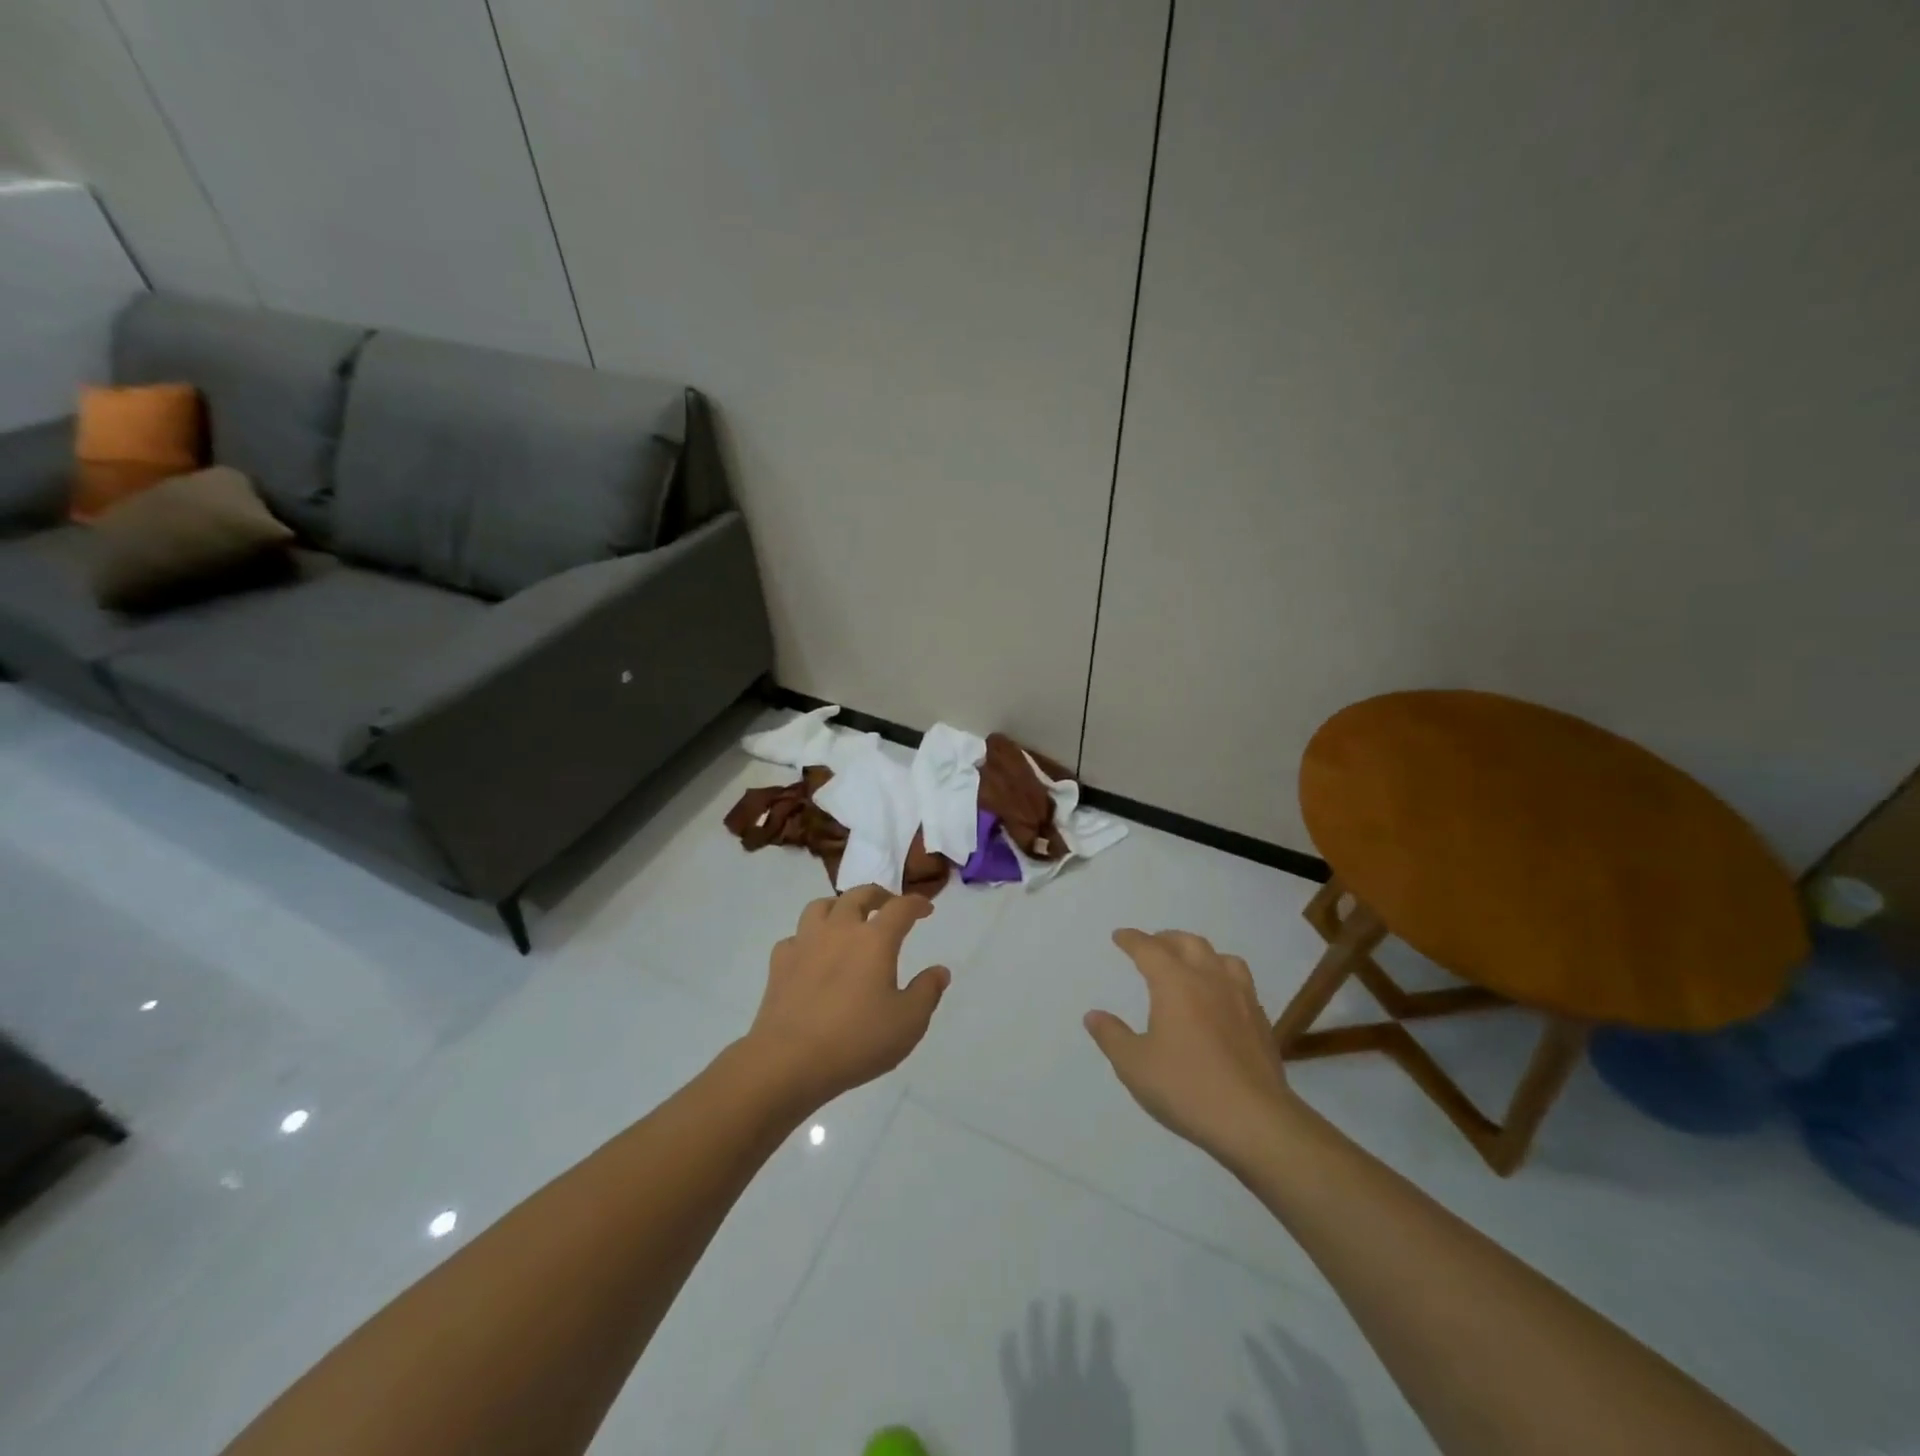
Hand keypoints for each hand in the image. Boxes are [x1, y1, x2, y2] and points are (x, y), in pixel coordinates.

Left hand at [746, 886, 950, 1109]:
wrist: (789, 1060)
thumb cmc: (857, 1040)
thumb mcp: (908, 1022)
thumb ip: (927, 992)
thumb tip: (939, 971)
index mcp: (875, 940)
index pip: (900, 908)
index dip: (916, 903)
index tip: (926, 909)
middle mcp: (839, 930)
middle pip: (858, 895)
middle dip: (878, 895)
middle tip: (888, 905)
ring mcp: (805, 943)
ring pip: (821, 906)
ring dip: (839, 906)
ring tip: (847, 918)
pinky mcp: (780, 963)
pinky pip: (795, 937)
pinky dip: (808, 938)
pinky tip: (812, 953)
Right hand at [1085, 929, 1299, 1160]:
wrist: (1256, 1121)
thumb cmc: (1187, 1088)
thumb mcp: (1134, 1065)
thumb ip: (1112, 1036)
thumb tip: (1093, 1015)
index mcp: (1176, 983)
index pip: (1149, 949)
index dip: (1132, 940)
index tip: (1120, 936)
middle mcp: (1210, 980)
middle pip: (1189, 943)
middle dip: (1166, 939)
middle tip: (1152, 945)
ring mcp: (1241, 999)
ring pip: (1222, 958)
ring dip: (1201, 953)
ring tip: (1190, 964)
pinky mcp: (1262, 1022)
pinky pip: (1241, 984)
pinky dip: (1223, 979)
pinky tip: (1219, 1000)